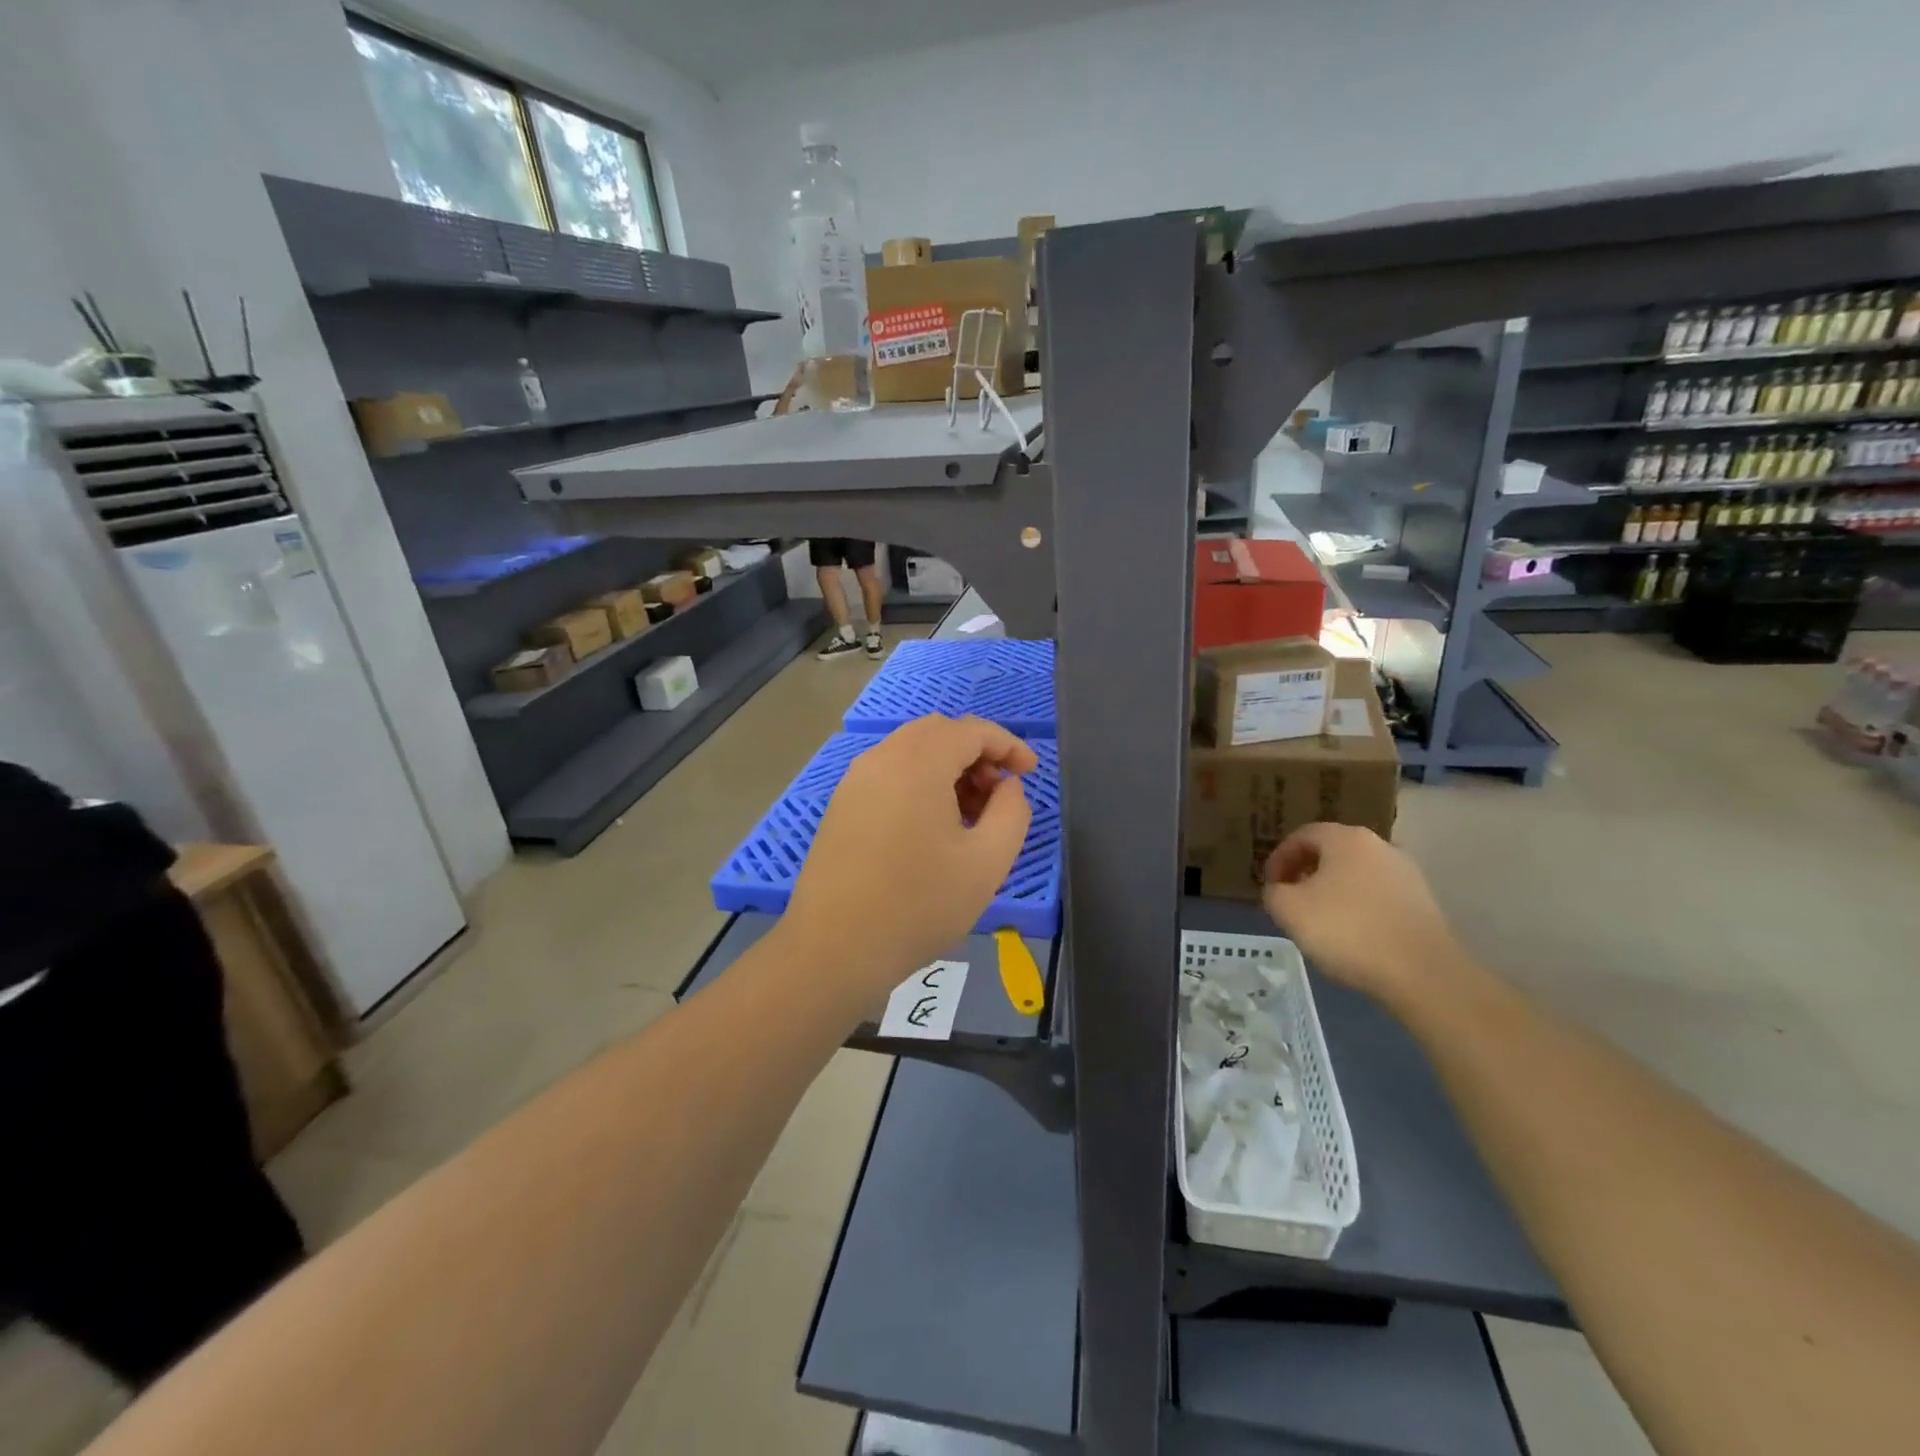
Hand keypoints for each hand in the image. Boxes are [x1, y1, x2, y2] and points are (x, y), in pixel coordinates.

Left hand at [785, 715, 1037, 1002]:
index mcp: (917, 762)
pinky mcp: (841, 805)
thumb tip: (1006, 785)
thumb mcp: (988, 861)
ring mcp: (855, 781)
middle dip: (977, 753)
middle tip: (998, 794)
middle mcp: (881, 758)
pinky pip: (889, 773)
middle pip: (938, 732)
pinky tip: (931, 828)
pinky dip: (919, 782)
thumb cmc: (919, 904)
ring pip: (911, 751)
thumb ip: (1012, 811)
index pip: (971, 729)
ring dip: (948, 768)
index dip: (1008, 745)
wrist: (835, 949)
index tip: (1029, 773)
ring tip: (969, 815)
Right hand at [1261, 823, 1463, 1005]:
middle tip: (1291, 901)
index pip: (1302, 835)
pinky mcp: (1423, 903)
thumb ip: (1273, 892)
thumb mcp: (1289, 910)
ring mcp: (1407, 874)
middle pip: (1331, 852)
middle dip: (1306, 873)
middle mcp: (1380, 846)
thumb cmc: (1348, 931)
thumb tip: (1279, 889)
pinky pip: (1378, 896)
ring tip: (1320, 922)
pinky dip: (1359, 908)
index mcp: (1346, 839)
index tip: (1269, 886)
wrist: (1423, 973)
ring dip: (1332, 891)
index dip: (1279, 858)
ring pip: (1355, 875)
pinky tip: (1353, 936)